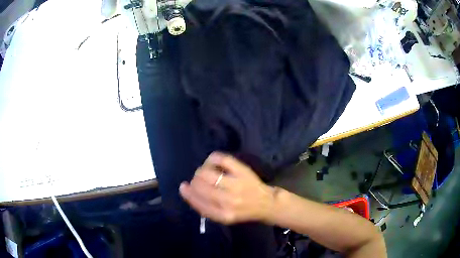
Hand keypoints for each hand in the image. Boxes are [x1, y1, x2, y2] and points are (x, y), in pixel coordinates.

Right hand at [179, 152, 274, 224]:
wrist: (266, 203)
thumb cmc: (243, 211)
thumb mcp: (224, 217)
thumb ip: (207, 209)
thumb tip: (189, 193)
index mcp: (224, 215)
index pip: (199, 203)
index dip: (188, 194)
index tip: (183, 187)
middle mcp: (229, 201)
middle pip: (201, 186)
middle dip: (194, 181)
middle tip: (197, 180)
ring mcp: (236, 185)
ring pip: (207, 173)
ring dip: (201, 171)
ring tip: (204, 172)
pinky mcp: (242, 171)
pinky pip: (221, 159)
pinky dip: (212, 158)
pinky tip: (211, 161)